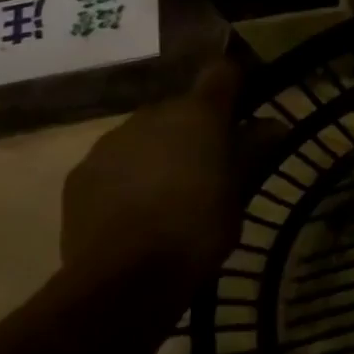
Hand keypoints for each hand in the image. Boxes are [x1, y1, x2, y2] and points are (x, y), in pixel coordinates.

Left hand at [61, 59, 255, 286]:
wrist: (123, 280)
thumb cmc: (198, 229)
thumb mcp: (240, 191)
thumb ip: (254, 150)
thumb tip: (273, 125)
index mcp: (198, 114)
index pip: (223, 73)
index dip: (236, 86)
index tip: (246, 110)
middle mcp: (152, 115)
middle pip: (181, 109)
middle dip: (196, 130)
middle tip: (211, 165)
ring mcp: (111, 142)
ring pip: (146, 135)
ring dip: (160, 151)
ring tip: (170, 192)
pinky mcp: (80, 173)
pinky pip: (115, 162)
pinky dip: (128, 175)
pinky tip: (136, 209)